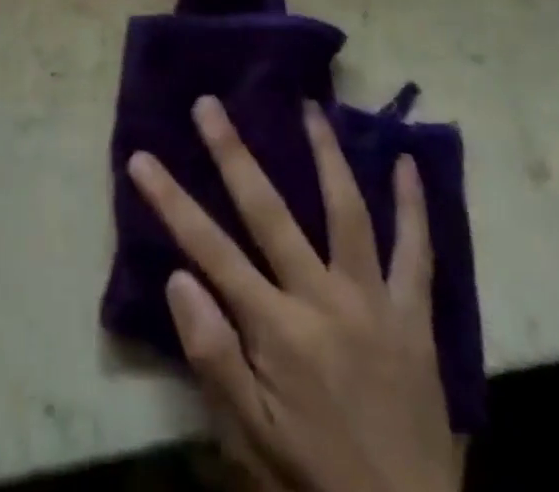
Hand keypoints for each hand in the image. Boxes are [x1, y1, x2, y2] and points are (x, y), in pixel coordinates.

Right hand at [127, 98, 462, 491]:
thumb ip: (213, 356)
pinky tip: (408, 162)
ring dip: (326, 155)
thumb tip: (178, 278)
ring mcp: (373, 302)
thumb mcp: (250, 438)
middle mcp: (322, 300)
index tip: (142, 158)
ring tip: (310, 107)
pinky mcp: (414, 316)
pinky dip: (414, 207)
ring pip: (347, 212)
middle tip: (209, 105)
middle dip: (233, 154)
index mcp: (277, 330)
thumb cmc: (314, 478)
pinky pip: (417, 253)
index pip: (210, 250)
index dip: (171, 201)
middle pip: (269, 212)